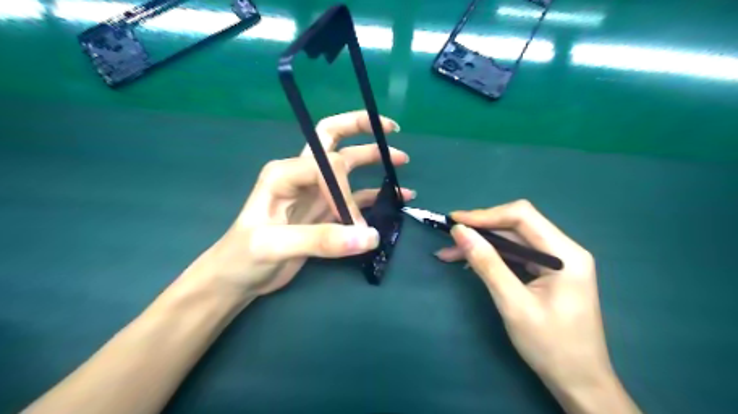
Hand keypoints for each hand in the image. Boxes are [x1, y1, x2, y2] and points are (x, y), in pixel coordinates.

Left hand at [186, 111, 413, 297]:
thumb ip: (321, 240)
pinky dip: (376, 195)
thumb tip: (370, 237)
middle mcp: (301, 175)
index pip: (328, 167)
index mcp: (285, 173)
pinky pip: (355, 196)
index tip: (353, 223)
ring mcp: (315, 193)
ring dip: (373, 159)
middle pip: (332, 139)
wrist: (238, 278)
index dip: (346, 192)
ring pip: (348, 166)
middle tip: (390, 128)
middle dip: (360, 128)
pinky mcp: (324, 211)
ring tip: (402, 160)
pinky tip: (397, 197)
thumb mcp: (274, 246)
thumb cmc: (244, 256)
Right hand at [437, 198, 639, 410]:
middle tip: (449, 238)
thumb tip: (460, 231)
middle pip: (516, 226)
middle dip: (480, 230)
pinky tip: (470, 262)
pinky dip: (492, 257)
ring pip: (513, 241)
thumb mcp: (513, 303)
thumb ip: (487, 263)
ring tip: (450, 253)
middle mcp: (564, 250)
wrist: (579, 382)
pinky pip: (516, 255)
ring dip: (482, 244)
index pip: (522, 216)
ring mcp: (557, 261)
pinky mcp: (548, 272)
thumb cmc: (550, 346)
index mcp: (565, 254)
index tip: (455, 221)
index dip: (485, 215)